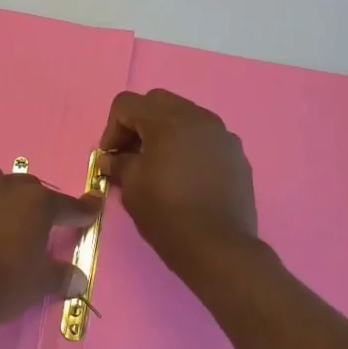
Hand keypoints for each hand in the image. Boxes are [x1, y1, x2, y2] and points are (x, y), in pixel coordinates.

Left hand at [0, 165, 96, 337]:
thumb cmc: (2, 286)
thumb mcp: (39, 284)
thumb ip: (60, 275)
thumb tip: (78, 279)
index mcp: (36, 203)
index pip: (67, 205)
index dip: (82, 210)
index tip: (92, 208)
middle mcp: (4, 188)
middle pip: (28, 187)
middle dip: (37, 203)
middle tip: (40, 224)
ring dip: (1, 192)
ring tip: (2, 214)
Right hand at [98, 89, 259, 281]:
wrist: (218, 247)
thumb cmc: (167, 213)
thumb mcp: (132, 187)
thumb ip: (118, 163)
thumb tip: (111, 159)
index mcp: (168, 121)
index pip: (127, 104)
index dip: (111, 128)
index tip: (111, 158)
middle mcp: (199, 118)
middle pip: (157, 102)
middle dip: (138, 124)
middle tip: (131, 155)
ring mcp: (222, 134)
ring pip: (184, 117)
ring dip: (164, 133)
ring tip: (158, 165)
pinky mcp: (236, 154)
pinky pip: (205, 137)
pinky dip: (188, 146)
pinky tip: (185, 176)